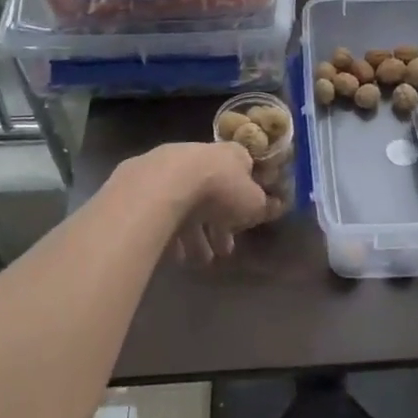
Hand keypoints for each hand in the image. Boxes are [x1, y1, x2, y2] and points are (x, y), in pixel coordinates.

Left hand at [121, 141, 272, 263]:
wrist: (165, 185)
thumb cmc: (220, 190)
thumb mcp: (254, 203)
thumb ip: (264, 206)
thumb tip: (273, 205)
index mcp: (231, 154)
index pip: (244, 173)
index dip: (246, 200)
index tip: (245, 223)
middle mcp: (201, 156)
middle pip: (213, 192)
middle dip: (218, 225)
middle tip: (221, 252)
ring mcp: (170, 168)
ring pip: (186, 204)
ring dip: (194, 235)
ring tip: (197, 262)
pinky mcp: (144, 184)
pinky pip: (162, 211)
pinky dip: (170, 232)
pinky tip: (174, 255)